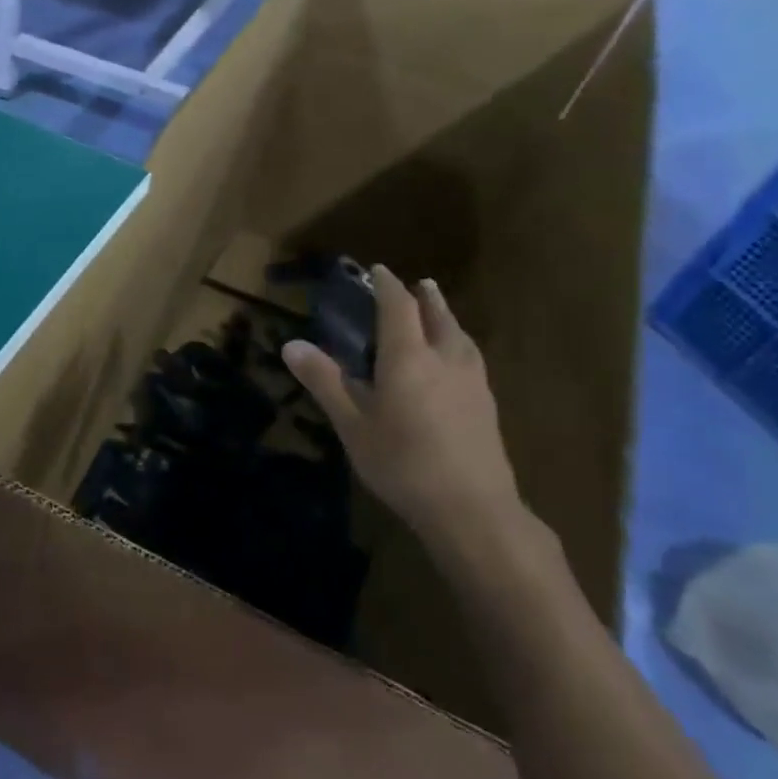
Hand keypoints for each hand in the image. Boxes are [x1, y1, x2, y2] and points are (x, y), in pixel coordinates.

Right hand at [283, 266, 523, 558]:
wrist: (471, 508)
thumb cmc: (401, 462)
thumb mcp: (351, 423)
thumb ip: (324, 381)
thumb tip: (291, 344)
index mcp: (408, 357)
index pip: (398, 307)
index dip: (387, 286)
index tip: (377, 271)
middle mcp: (444, 358)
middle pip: (437, 316)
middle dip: (423, 297)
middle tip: (416, 284)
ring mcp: (472, 381)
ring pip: (459, 335)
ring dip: (445, 317)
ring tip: (439, 311)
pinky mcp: (486, 404)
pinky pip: (470, 357)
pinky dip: (458, 342)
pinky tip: (457, 359)